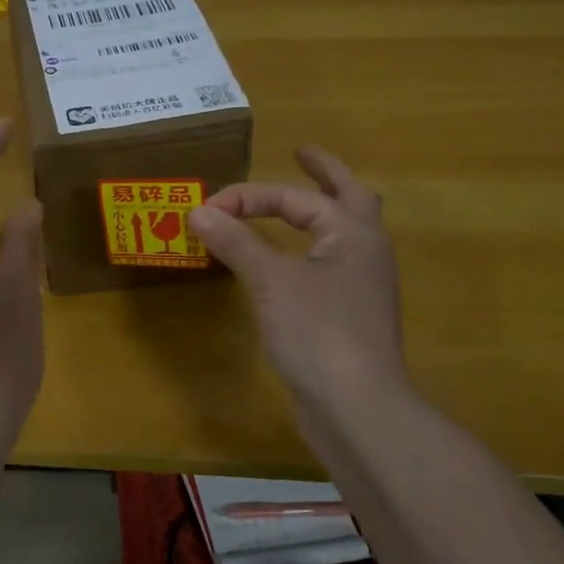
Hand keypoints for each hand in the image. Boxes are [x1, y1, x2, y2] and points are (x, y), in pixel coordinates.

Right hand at [189, 147, 419, 437]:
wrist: (357, 409)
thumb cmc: (318, 333)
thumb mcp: (270, 281)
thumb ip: (235, 242)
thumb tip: (198, 211)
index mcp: (352, 233)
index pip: (294, 198)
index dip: (248, 197)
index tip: (207, 210)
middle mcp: (365, 251)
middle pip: (349, 197)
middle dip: (324, 173)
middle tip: (301, 154)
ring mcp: (362, 285)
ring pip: (344, 232)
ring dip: (322, 210)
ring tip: (299, 201)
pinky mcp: (350, 315)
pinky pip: (332, 263)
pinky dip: (311, 247)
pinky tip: (290, 259)